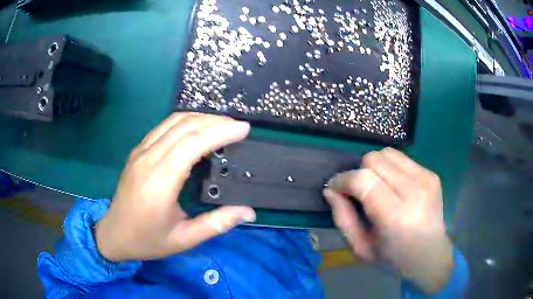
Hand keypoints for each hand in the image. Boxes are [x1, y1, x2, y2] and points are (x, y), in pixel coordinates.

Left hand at [95, 113, 255, 261]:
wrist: (114, 234)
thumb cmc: (148, 240)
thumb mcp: (184, 239)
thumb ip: (217, 223)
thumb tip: (248, 212)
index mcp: (160, 181)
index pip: (193, 143)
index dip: (220, 131)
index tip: (243, 129)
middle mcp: (149, 159)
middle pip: (184, 126)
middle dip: (215, 121)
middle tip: (238, 127)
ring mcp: (141, 152)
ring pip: (173, 122)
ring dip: (200, 118)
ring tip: (222, 125)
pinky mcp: (137, 151)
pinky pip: (163, 127)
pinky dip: (184, 122)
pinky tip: (196, 129)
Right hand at [324, 148, 452, 294]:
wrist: (430, 254)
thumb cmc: (393, 257)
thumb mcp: (361, 247)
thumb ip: (342, 218)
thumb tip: (331, 189)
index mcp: (395, 217)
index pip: (363, 180)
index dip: (343, 179)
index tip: (335, 187)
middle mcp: (414, 192)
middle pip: (374, 159)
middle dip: (358, 171)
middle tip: (358, 191)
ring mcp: (426, 179)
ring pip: (387, 152)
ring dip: (375, 166)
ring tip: (377, 185)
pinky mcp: (431, 173)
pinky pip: (401, 158)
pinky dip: (390, 167)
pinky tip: (394, 185)